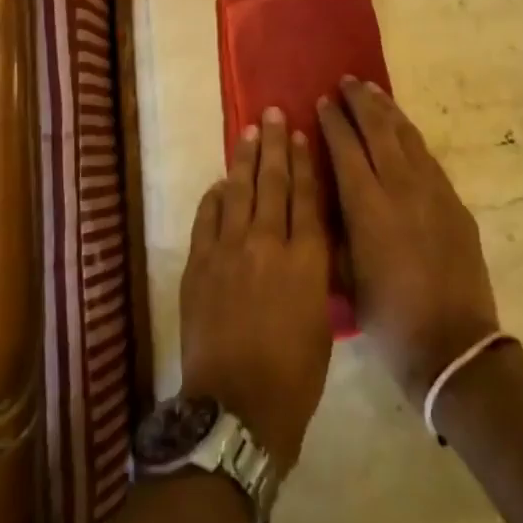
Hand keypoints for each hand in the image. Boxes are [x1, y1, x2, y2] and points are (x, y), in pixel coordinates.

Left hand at [179, 107, 333, 473]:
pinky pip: (208, 218)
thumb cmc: (294, 376)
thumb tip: (305, 240)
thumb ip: (314, 272)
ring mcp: (230, 251)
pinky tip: (222, 182)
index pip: (307, 197)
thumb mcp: (322, 321)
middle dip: (276, 146)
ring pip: (240, 192)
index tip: (303, 135)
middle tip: (274, 114)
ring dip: (245, 159)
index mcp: (307, 260)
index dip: (305, 163)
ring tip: (251, 132)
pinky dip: (216, 197)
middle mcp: (269, 244)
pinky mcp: (200, 264)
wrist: (237, 408)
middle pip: (274, 183)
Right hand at [318, 79, 499, 401]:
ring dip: (388, 110)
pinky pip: (427, 157)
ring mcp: (433, 191)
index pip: (346, 147)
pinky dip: (410, 136)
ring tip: (374, 91)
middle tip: (347, 80)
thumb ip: (334, 227)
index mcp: (367, 205)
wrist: (453, 344)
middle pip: (379, 130)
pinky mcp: (454, 202)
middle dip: (361, 101)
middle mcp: (400, 187)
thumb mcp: (344, 274)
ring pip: (407, 137)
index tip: (323, 100)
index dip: (334, 121)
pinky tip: (403, 131)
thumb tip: (326, 194)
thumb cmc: (387, 317)